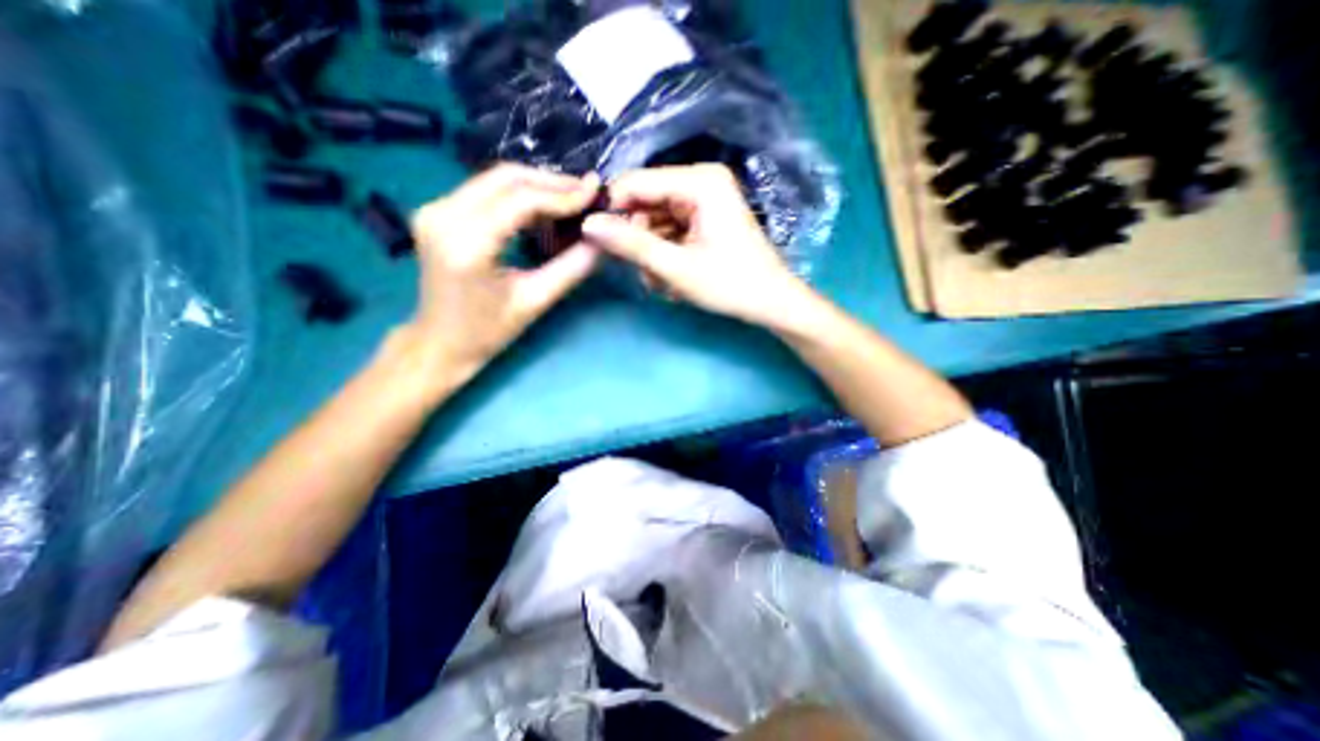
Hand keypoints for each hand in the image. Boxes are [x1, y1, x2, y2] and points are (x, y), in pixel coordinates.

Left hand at [409, 163, 603, 387]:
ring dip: (536, 186)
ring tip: (570, 200)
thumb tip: (601, 240)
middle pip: (505, 178)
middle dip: (551, 183)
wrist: (440, 343)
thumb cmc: (487, 331)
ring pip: (495, 180)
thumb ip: (572, 268)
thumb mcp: (535, 301)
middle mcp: (443, 215)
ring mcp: (435, 210)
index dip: (562, 195)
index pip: (521, 200)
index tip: (594, 194)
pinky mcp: (437, 212)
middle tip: (585, 193)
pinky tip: (542, 209)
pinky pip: (484, 191)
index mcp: (467, 243)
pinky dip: (517, 196)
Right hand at [582, 164, 822, 330]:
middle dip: (639, 241)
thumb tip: (588, 225)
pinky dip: (665, 255)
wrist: (772, 302)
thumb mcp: (677, 267)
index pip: (635, 183)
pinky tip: (672, 279)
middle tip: (644, 274)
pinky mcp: (704, 218)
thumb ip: (632, 245)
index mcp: (699, 181)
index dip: (612, 211)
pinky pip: (670, 231)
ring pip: (655, 221)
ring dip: (651, 254)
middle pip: (645, 203)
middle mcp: (700, 181)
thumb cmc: (731, 284)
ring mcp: (703, 200)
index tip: (597, 242)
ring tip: (662, 283)